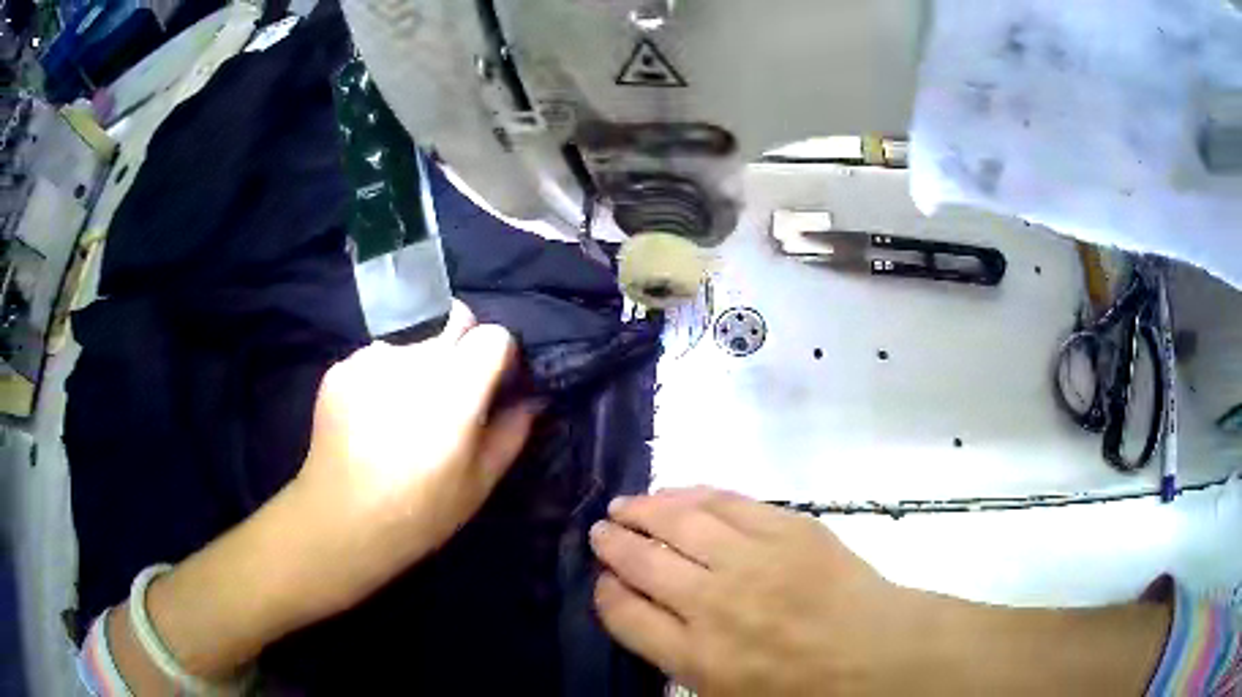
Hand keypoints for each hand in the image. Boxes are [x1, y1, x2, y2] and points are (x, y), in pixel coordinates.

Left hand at [279, 300, 537, 619]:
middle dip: (462, 343)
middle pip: (453, 318)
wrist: (342, 520)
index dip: (497, 355)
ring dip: (418, 360)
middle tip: (451, 389)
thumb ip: (511, 432)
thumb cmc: (420, 511)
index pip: (493, 334)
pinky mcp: (342, 367)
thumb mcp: (480, 483)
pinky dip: (383, 376)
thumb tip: (529, 399)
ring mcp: (372, 358)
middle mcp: (414, 359)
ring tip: (403, 409)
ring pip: (412, 338)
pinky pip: (376, 356)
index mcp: (456, 388)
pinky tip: (372, 417)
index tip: (491, 382)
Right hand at [589, 488, 929, 695]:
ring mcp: (753, 559)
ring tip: (625, 505)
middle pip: (643, 563)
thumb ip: (678, 657)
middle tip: (600, 531)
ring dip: (643, 510)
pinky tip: (676, 493)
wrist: (876, 653)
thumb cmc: (802, 688)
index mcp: (697, 656)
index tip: (603, 582)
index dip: (606, 593)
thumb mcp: (726, 694)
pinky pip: (726, 501)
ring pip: (679, 522)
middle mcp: (714, 603)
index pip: (625, 614)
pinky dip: (693, 494)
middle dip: (613, 544)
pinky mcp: (787, 527)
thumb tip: (642, 614)